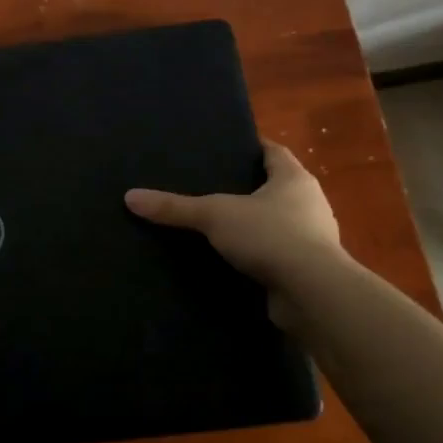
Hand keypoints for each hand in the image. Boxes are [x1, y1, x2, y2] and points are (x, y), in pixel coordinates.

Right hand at [125, 140, 341, 330]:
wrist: (312, 294)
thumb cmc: (271, 236)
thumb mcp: (215, 215)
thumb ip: (175, 207)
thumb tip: (130, 197)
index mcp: (294, 179)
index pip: (274, 152)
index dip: (252, 148)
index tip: (227, 148)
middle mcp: (309, 204)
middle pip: (277, 187)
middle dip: (249, 187)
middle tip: (212, 186)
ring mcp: (312, 239)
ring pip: (279, 222)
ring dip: (255, 224)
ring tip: (218, 225)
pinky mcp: (307, 270)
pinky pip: (278, 254)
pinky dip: (259, 254)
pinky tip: (233, 260)